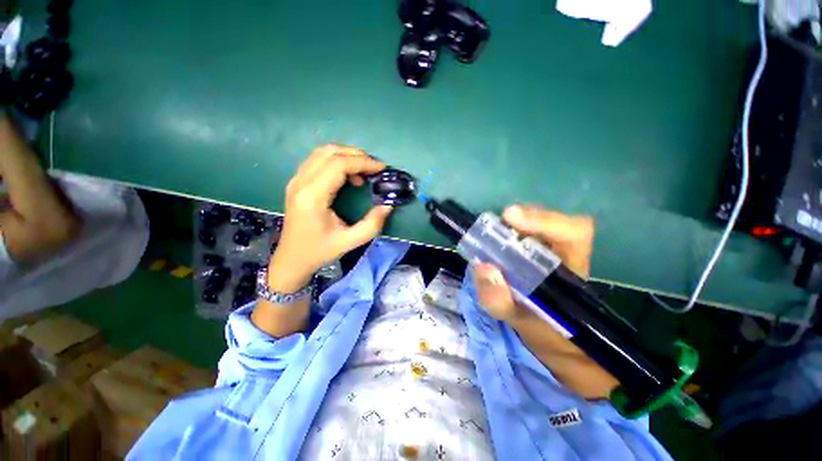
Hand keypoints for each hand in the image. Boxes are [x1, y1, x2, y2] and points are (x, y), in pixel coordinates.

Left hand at [267, 144, 391, 291]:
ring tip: (364, 170)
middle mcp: (300, 182)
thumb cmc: (319, 251)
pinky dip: (336, 161)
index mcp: (312, 196)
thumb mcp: (350, 241)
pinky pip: (318, 160)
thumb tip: (388, 205)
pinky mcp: (297, 182)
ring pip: (322, 152)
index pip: (338, 165)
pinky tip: (348, 175)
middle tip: (374, 168)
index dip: (362, 162)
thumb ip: (372, 224)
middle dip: (356, 155)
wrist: (292, 259)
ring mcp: (296, 180)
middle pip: (329, 153)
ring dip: (346, 155)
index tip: (381, 168)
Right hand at [473, 204, 593, 321]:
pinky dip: (506, 232)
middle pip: (551, 221)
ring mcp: (551, 251)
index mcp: (571, 270)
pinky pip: (524, 233)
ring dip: (512, 224)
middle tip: (494, 226)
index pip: (573, 232)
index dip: (544, 219)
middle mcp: (565, 254)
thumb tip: (481, 266)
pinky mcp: (536, 252)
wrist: (553, 338)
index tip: (510, 217)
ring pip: (537, 224)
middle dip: (522, 218)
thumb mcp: (520, 323)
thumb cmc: (544, 332)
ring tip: (490, 234)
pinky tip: (493, 241)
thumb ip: (500, 300)